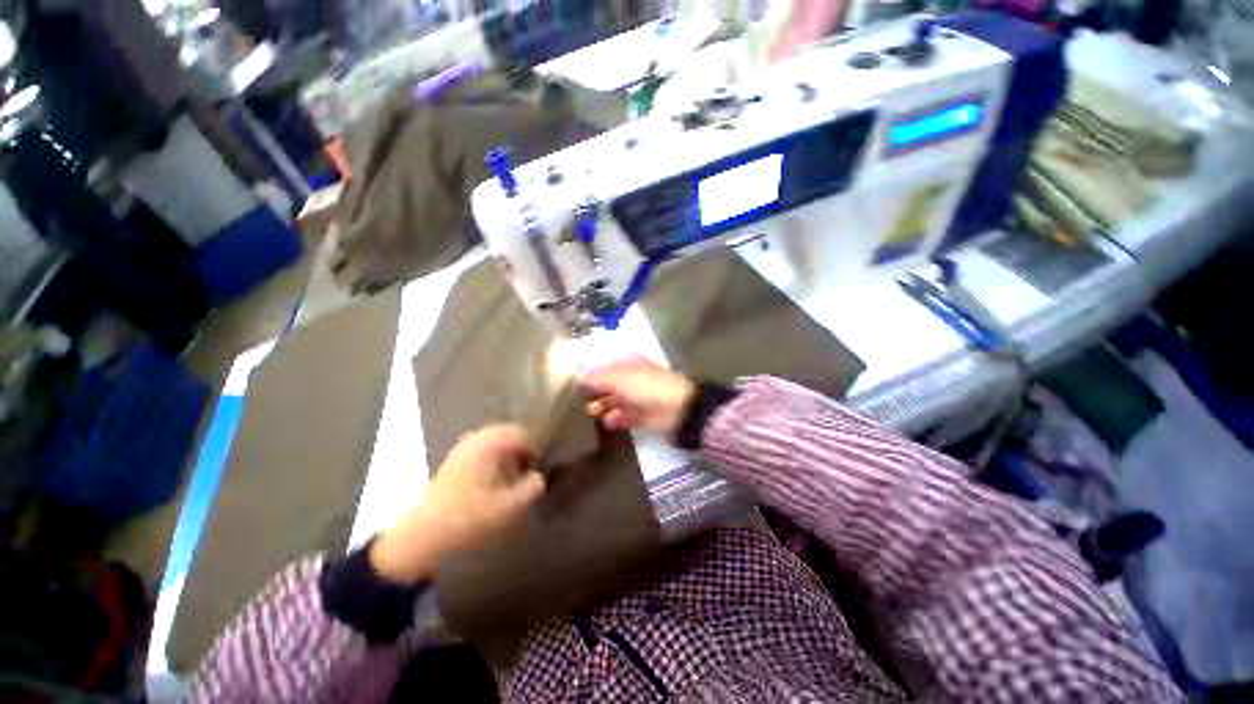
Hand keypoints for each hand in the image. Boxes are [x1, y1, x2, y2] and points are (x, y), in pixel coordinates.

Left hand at [369, 425, 545, 583]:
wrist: (421, 536)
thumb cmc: (467, 518)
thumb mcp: (507, 507)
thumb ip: (530, 489)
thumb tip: (539, 477)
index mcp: (488, 444)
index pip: (520, 433)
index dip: (534, 448)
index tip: (538, 468)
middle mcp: (474, 439)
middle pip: (507, 434)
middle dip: (520, 450)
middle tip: (527, 472)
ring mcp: (461, 449)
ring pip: (494, 443)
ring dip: (507, 456)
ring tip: (512, 478)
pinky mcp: (453, 462)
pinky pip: (481, 451)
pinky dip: (493, 460)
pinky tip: (493, 482)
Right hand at [582, 359, 695, 436]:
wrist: (677, 408)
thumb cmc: (645, 386)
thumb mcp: (618, 378)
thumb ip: (597, 378)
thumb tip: (579, 376)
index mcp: (628, 366)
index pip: (606, 368)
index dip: (591, 376)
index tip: (575, 385)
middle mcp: (632, 380)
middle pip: (609, 386)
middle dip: (596, 393)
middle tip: (580, 402)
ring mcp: (638, 399)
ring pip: (615, 402)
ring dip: (603, 407)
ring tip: (591, 413)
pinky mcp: (642, 416)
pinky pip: (625, 417)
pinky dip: (616, 419)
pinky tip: (607, 423)